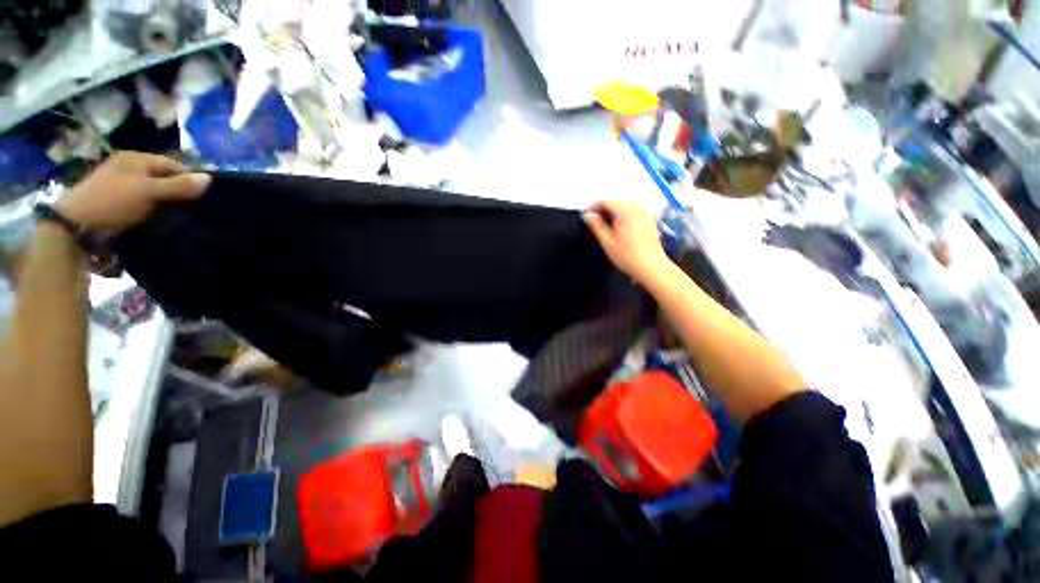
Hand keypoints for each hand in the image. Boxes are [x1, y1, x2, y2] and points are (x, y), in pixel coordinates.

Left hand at [55, 152, 210, 233]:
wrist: (75, 228)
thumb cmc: (112, 201)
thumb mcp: (148, 191)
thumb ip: (179, 185)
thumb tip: (210, 179)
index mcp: (135, 158)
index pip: (173, 165)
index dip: (190, 179)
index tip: (204, 198)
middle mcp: (129, 168)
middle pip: (164, 179)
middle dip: (179, 193)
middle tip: (194, 210)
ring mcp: (121, 186)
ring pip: (155, 193)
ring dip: (167, 205)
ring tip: (181, 218)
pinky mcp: (118, 204)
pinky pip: (144, 205)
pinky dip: (154, 212)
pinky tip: (162, 222)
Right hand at [583, 200, 671, 284]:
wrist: (652, 267)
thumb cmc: (628, 256)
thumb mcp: (607, 242)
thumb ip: (596, 226)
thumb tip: (587, 215)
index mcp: (626, 211)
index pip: (605, 201)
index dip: (593, 207)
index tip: (585, 216)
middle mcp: (637, 208)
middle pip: (615, 202)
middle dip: (603, 210)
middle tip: (593, 223)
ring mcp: (645, 213)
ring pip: (624, 207)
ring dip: (612, 213)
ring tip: (604, 227)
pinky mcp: (649, 220)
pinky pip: (632, 212)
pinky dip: (622, 217)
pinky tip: (618, 229)